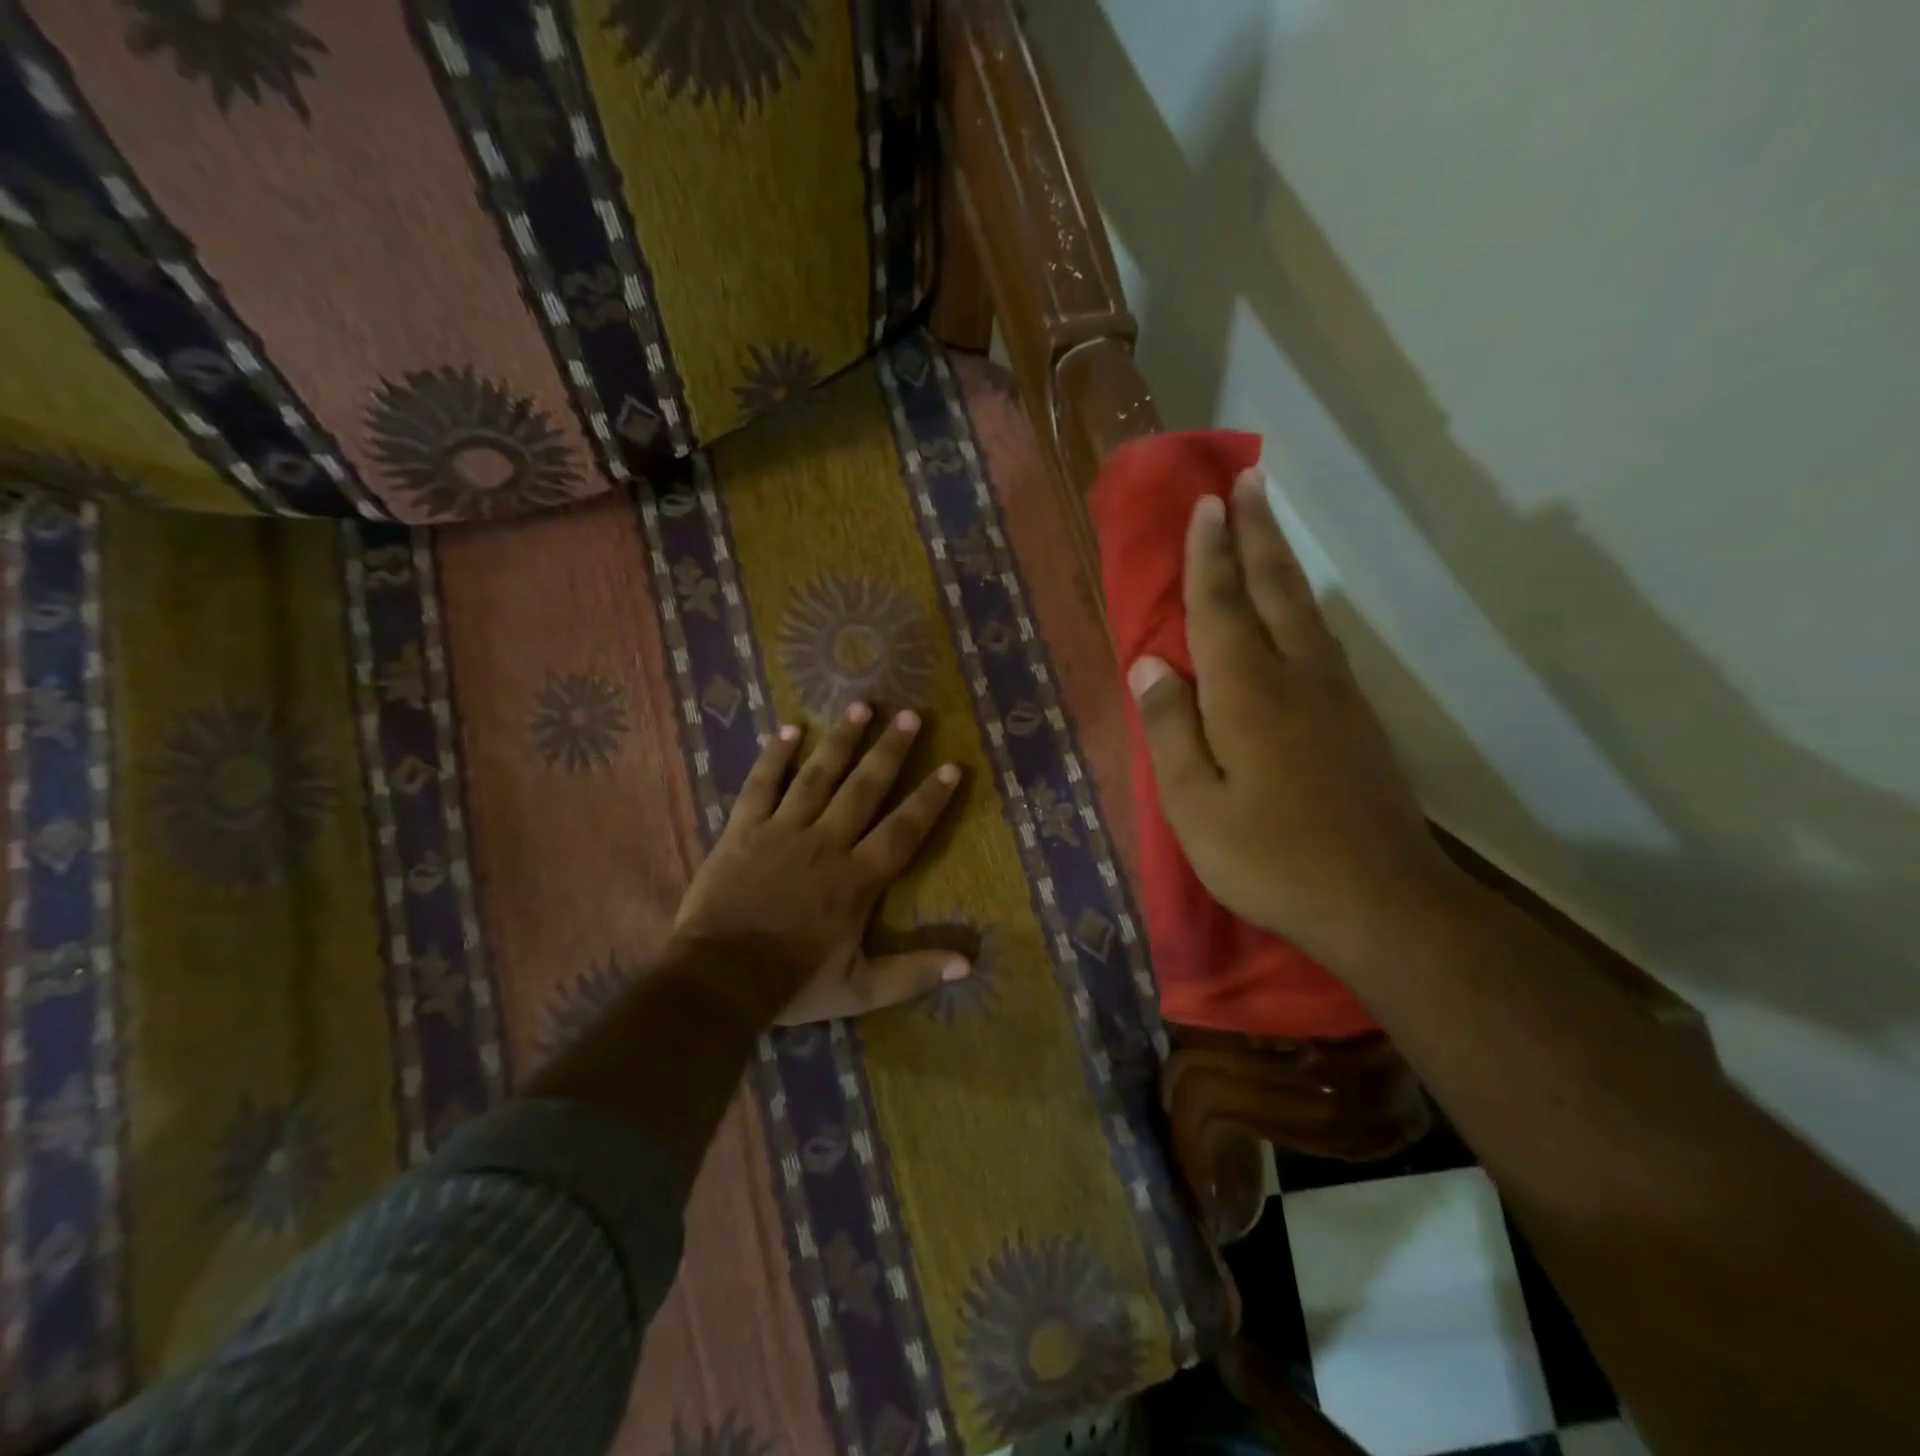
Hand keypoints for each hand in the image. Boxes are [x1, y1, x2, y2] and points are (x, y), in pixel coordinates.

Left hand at [672, 703, 968, 1024]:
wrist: (719, 979)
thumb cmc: (793, 983)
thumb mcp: (861, 989)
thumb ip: (913, 973)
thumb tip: (968, 964)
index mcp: (857, 878)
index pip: (903, 830)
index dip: (929, 798)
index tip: (951, 766)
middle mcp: (826, 842)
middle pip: (864, 788)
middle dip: (890, 751)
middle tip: (910, 715)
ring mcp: (782, 831)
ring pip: (818, 775)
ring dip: (841, 740)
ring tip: (861, 705)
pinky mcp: (744, 829)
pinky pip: (762, 784)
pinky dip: (775, 756)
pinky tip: (790, 728)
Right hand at [1127, 469, 1464, 974]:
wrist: (1381, 902)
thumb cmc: (1269, 859)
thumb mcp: (1194, 807)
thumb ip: (1169, 731)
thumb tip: (1149, 665)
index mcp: (1247, 695)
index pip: (1221, 607)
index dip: (1210, 555)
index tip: (1206, 504)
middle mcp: (1296, 678)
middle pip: (1274, 589)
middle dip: (1257, 533)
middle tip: (1249, 480)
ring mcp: (1335, 697)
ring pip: (1304, 609)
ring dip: (1283, 560)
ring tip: (1268, 524)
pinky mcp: (1356, 720)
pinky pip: (1322, 640)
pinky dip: (1302, 605)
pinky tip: (1297, 608)